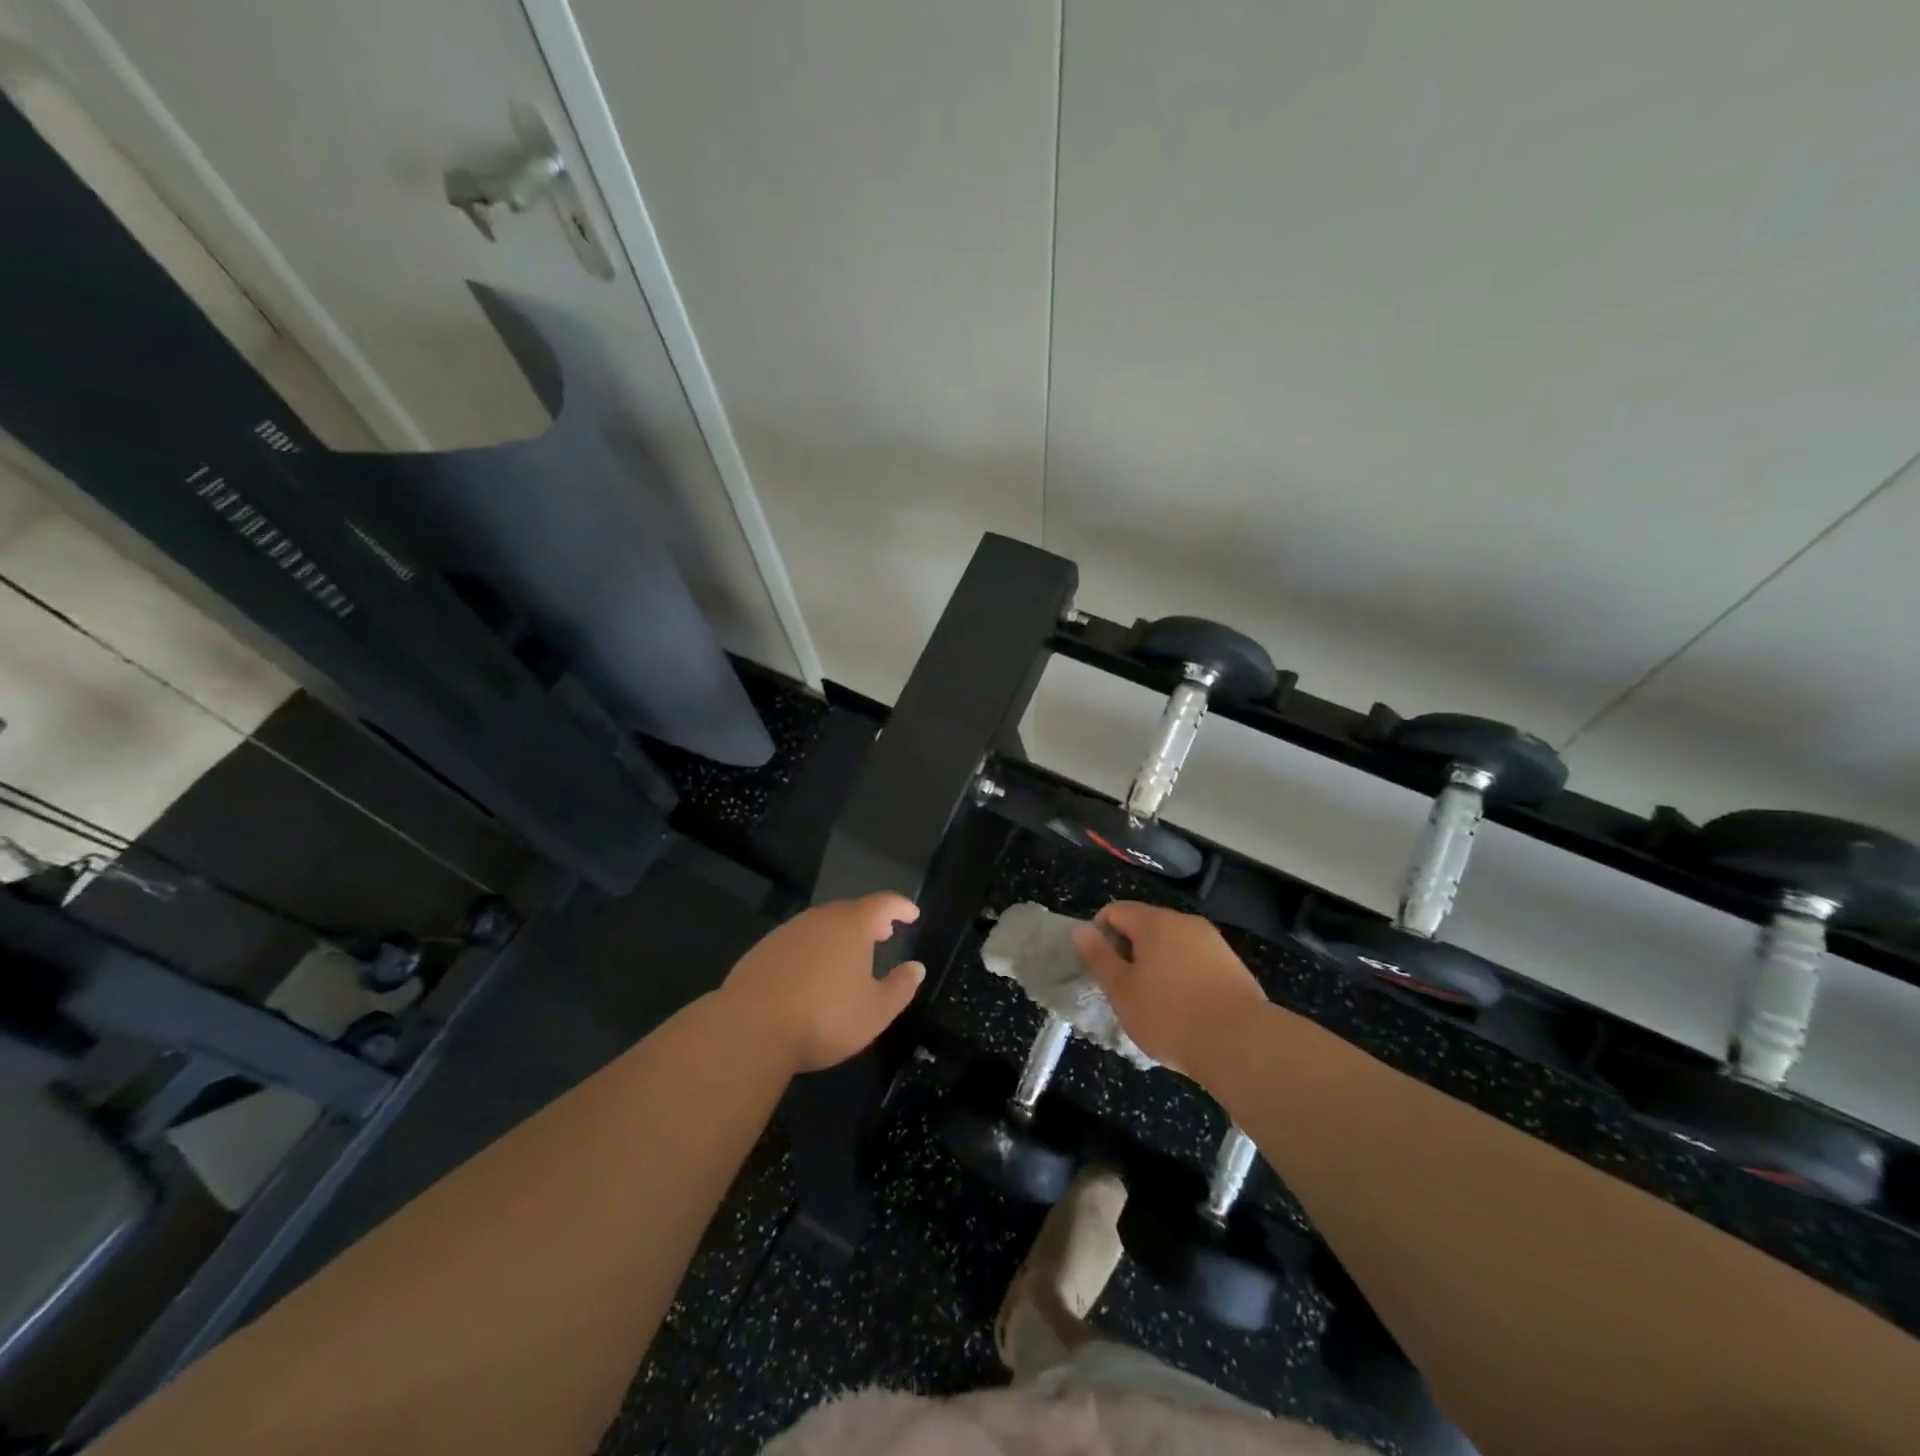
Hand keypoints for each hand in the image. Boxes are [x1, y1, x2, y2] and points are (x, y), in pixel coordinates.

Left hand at [722, 894, 923, 1073]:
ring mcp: (787, 932)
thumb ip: (900, 987)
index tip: (912, 914)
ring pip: (821, 926)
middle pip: (850, 911)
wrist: (749, 1028)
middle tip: (883, 934)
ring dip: (839, 935)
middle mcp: (819, 919)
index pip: (883, 903)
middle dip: (870, 921)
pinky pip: (797, 942)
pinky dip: (813, 950)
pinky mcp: (762, 951)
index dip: (901, 907)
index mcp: (851, 925)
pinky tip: (811, 974)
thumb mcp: (875, 1011)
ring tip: (849, 955)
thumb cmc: (824, 1017)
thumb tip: (916, 968)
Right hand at [1071, 901, 1267, 1078]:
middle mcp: (1185, 922)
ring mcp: (1213, 942)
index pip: (1115, 911)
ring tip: (1155, 1004)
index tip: (1101, 969)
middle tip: (1125, 990)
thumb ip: (1098, 957)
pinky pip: (1195, 962)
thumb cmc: (1170, 1016)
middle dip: (1130, 952)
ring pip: (1172, 945)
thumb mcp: (1121, 990)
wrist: (1242, 1044)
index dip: (1100, 935)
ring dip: (1158, 966)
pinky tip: (1186, 1011)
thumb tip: (1081, 929)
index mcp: (1155, 922)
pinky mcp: (1233, 966)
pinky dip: (1183, 977)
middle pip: (1145, 926)